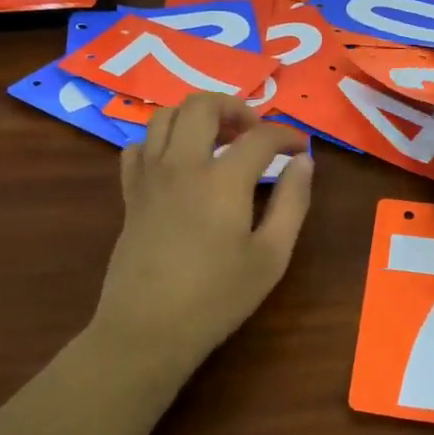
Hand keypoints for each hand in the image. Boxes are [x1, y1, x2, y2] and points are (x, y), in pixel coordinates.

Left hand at [91, 93, 313, 366]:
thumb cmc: (217, 297)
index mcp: (223, 179)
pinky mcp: (130, 194)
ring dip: (195, 117)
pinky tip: (177, 163)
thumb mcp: (271, 256)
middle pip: (203, 105)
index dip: (287, 135)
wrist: (147, 329)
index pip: (261, 136)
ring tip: (217, 140)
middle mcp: (183, 164)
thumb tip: (303, 162)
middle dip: (235, 107)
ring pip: (165, 116)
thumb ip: (292, 202)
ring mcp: (150, 176)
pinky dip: (160, 142)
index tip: (301, 148)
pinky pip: (138, 147)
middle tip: (255, 133)